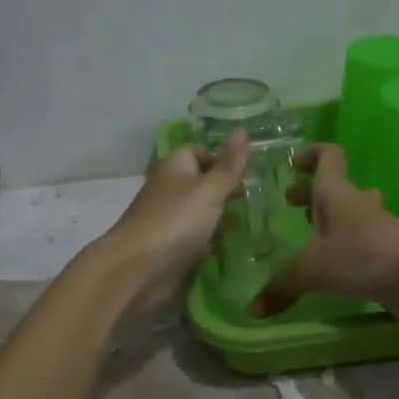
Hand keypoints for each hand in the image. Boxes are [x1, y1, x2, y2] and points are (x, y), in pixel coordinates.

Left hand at [94, 131, 250, 306]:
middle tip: (261, 198)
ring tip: (256, 222)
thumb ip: (228, 165)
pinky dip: (213, 242)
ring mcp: (169, 220)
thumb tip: (242, 130)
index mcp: (175, 167)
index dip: (222, 159)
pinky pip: (197, 239)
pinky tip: (236, 247)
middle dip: (228, 192)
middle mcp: (170, 190)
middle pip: (202, 184)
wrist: (136, 269)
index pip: (199, 152)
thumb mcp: (209, 190)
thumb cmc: (175, 221)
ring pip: (202, 214)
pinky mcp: (171, 248)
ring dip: (223, 219)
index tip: (249, 172)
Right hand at [253, 143, 398, 317]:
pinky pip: (363, 238)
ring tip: (313, 233)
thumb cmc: (360, 257)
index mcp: (335, 193)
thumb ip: (280, 287)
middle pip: (334, 188)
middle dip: (311, 194)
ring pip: (352, 212)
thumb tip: (253, 308)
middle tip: (291, 205)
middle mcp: (357, 203)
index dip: (310, 155)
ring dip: (333, 218)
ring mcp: (377, 226)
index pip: (327, 157)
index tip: (293, 163)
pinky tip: (335, 264)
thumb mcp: (310, 271)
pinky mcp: (389, 249)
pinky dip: (347, 244)